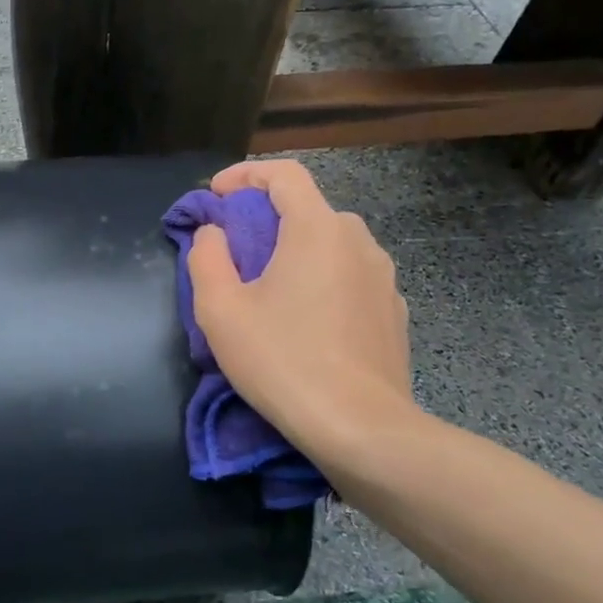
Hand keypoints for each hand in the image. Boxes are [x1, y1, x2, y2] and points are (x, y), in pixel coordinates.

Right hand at [186, 158, 420, 465]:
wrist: (362, 429)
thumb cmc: (283, 362)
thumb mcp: (221, 311)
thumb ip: (207, 257)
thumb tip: (214, 233)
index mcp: (316, 230)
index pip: (284, 174)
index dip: (245, 175)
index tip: (217, 196)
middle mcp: (357, 240)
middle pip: (307, 208)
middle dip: (266, 218)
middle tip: (235, 251)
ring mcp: (383, 277)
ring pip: (331, 243)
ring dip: (296, 250)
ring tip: (269, 289)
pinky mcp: (394, 310)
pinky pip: (350, 276)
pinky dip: (322, 279)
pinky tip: (307, 319)